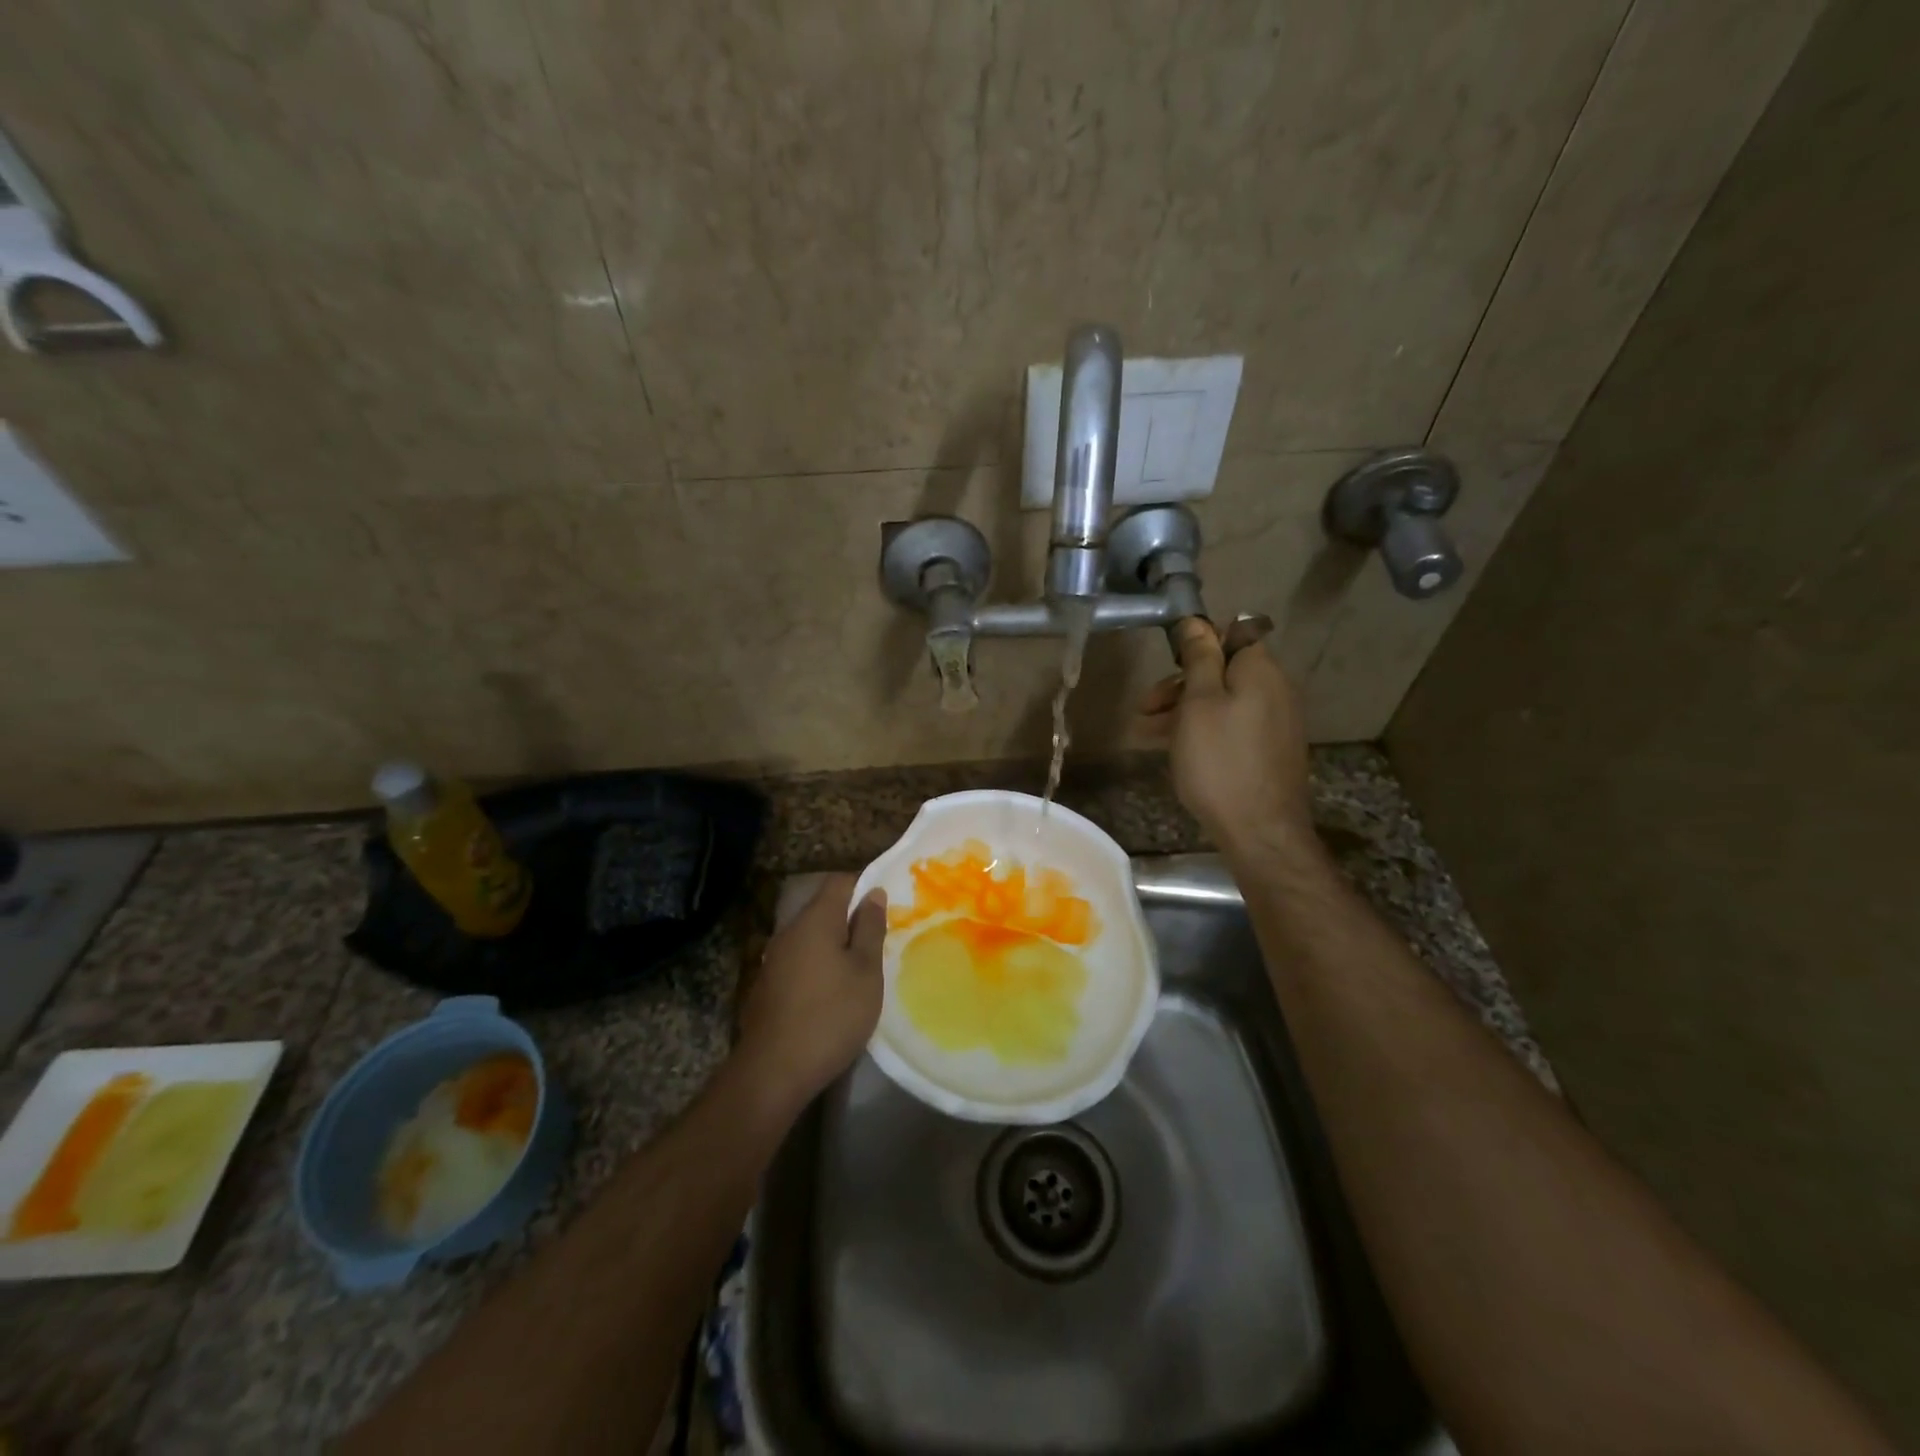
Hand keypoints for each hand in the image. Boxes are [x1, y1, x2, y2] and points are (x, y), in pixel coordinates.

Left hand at [736, 874, 885, 1108]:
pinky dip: (818, 965)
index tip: (887, 905)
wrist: (774, 1071)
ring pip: (811, 937)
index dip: (865, 885)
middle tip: (880, 939)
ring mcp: (774, 959)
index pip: (840, 882)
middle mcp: (789, 931)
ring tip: (860, 967)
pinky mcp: (767, 986)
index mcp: (815, 920)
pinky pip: (799, 960)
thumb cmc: (832, 1015)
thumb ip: (870, 928)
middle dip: (851, 918)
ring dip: (835, 944)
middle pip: (823, 908)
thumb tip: (873, 893)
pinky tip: (832, 991)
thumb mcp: (866, 971)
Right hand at [1140, 617, 1312, 848]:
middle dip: (1180, 684)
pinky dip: (1202, 731)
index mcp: (1260, 670)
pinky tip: (1174, 749)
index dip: (1197, 643)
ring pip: (1222, 702)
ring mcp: (1274, 722)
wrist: (1261, 831)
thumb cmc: (1220, 761)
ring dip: (1183, 711)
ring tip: (1145, 734)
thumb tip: (1196, 621)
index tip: (1166, 664)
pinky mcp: (1268, 750)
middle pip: (1222, 671)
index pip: (1232, 634)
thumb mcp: (1198, 704)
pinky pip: (1231, 727)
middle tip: (1144, 707)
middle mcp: (1274, 690)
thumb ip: (1199, 658)